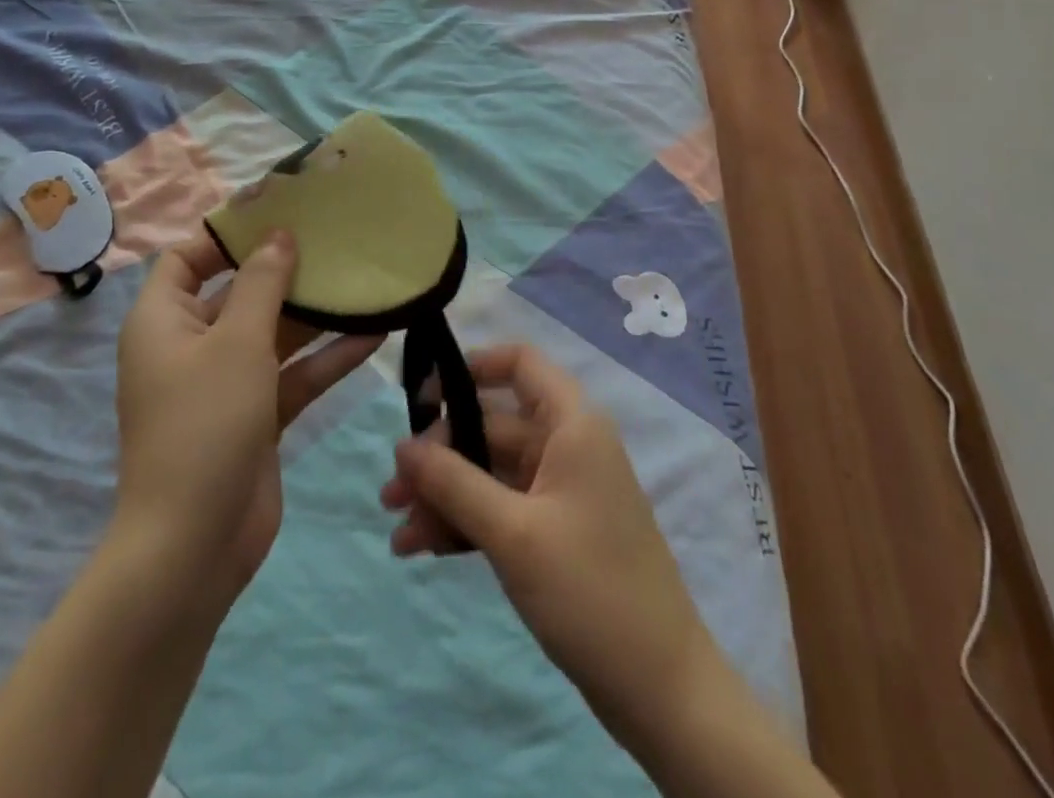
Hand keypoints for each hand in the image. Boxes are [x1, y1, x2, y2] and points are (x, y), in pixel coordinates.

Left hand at [114, 230, 381, 604]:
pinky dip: (327, 357)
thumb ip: (262, 283)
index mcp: (164, 321)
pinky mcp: (256, 415)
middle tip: (335, 238)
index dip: (228, 233)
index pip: (189, 258)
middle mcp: (192, 345)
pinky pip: (293, 374)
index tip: (279, 211)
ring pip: (274, 333)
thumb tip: (279, 235)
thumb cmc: (205, 424)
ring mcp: (226, 383)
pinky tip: (376, 335)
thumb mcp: (236, 341)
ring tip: (363, 281)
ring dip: (316, 314)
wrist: (193, 546)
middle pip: (240, 291)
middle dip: (285, 268)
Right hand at [379, 344, 714, 755]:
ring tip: (398, 531)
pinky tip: (424, 548)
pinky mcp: (556, 532)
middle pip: (492, 426)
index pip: (520, 363)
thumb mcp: (512, 533)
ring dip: (445, 496)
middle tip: (391, 492)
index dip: (471, 367)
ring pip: (491, 473)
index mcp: (572, 424)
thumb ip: (453, 483)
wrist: (661, 689)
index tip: (422, 395)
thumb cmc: (590, 590)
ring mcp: (562, 491)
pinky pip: (501, 509)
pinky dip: (466, 523)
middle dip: (440, 456)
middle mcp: (567, 445)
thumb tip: (402, 445)